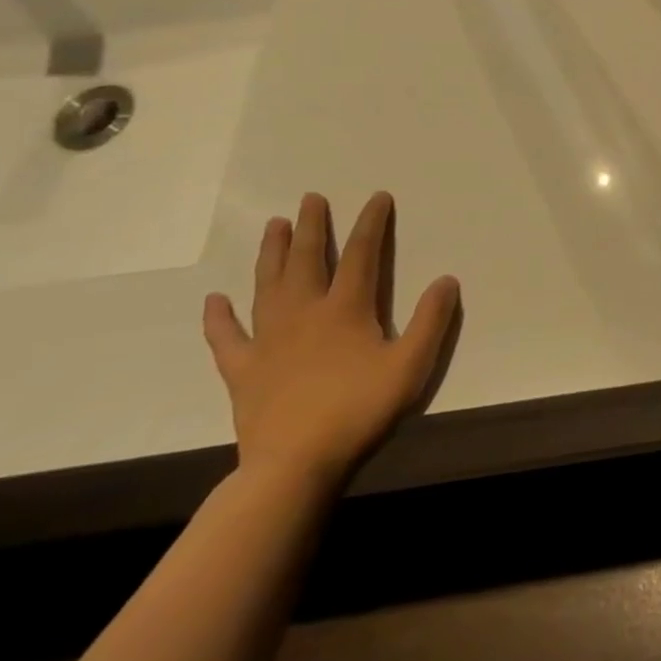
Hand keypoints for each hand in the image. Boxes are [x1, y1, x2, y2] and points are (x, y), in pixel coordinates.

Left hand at [202, 192, 459, 487]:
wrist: (295, 463)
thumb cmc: (360, 409)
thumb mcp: (412, 364)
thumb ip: (432, 320)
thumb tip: (446, 279)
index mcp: (346, 310)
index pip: (361, 255)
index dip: (370, 224)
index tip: (376, 197)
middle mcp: (304, 313)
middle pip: (306, 260)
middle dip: (311, 227)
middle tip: (310, 199)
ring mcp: (268, 340)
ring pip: (267, 285)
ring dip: (270, 253)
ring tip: (272, 225)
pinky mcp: (243, 369)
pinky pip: (226, 337)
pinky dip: (218, 317)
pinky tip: (214, 300)